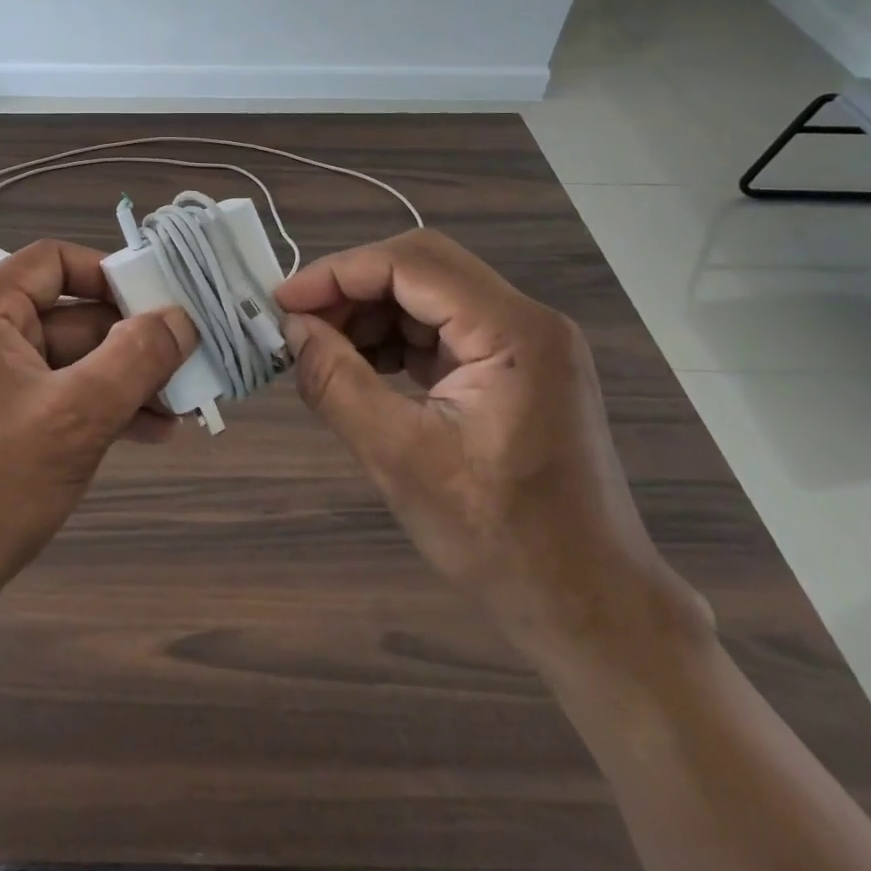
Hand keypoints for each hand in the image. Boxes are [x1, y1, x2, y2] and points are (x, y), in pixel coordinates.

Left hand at [0, 240, 196, 606]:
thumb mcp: (79, 414)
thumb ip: (138, 358)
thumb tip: (182, 318)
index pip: (55, 262)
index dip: (112, 277)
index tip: (162, 305)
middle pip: (70, 315)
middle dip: (131, 345)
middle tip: (186, 367)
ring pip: (69, 360)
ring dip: (123, 382)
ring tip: (178, 410)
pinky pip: (55, 393)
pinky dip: (97, 407)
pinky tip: (146, 432)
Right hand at [274, 229, 705, 664]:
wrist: (587, 606)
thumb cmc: (500, 539)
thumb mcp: (400, 459)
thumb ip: (337, 383)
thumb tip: (292, 329)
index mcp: (514, 332)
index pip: (411, 263)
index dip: (339, 273)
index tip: (283, 302)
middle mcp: (525, 321)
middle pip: (421, 268)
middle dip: (351, 288)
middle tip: (299, 324)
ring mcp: (522, 344)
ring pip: (427, 295)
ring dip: (369, 314)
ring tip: (322, 350)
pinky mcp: (511, 369)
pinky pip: (439, 330)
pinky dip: (393, 340)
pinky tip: (360, 369)